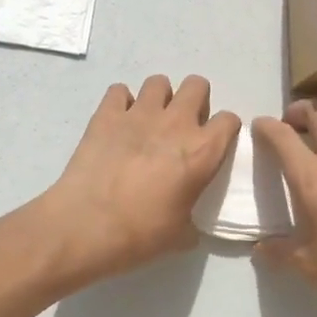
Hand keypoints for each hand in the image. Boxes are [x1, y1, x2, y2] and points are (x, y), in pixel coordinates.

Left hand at [42, 75, 240, 283]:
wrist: (87, 225)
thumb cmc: (140, 234)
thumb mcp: (180, 234)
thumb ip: (192, 219)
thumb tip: (188, 225)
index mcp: (202, 151)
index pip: (229, 120)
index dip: (223, 130)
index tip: (213, 143)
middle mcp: (176, 123)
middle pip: (197, 85)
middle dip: (193, 100)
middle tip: (181, 126)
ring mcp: (140, 113)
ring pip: (159, 82)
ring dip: (158, 98)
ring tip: (148, 121)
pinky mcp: (107, 113)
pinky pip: (119, 90)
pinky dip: (120, 103)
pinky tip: (116, 123)